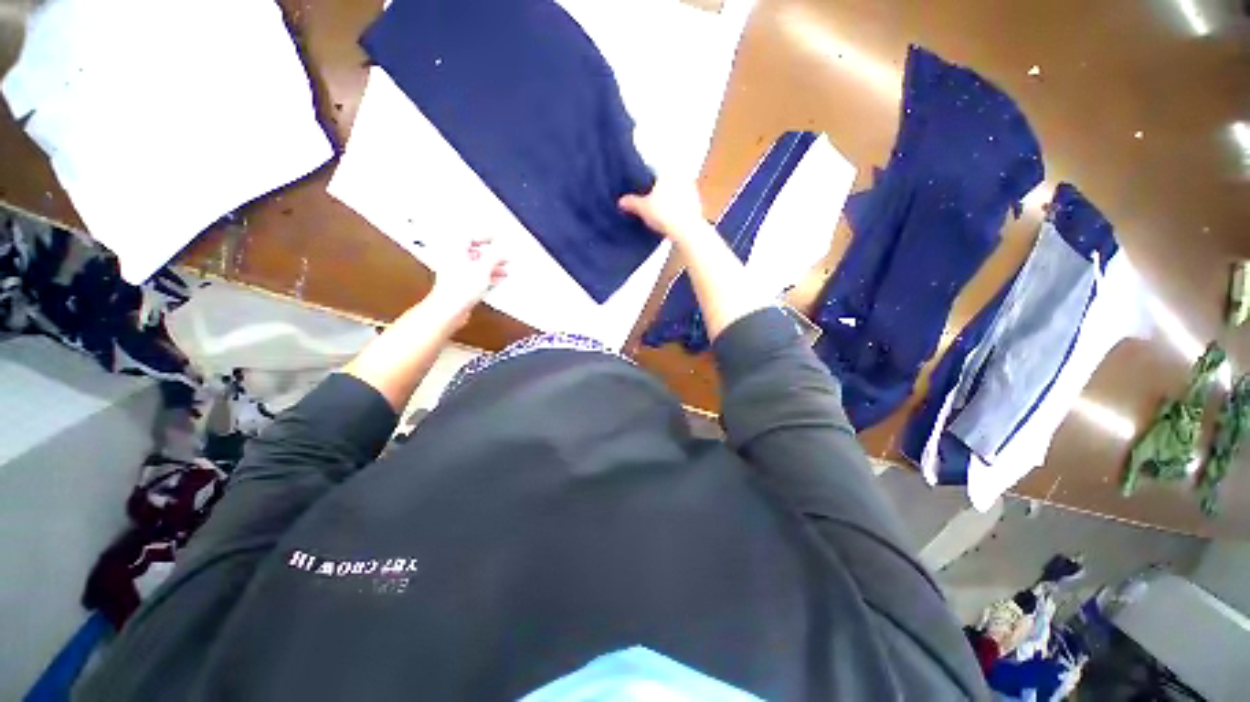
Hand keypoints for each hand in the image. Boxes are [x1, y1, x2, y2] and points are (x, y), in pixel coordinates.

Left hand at [427, 238, 507, 326]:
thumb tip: (500, 252)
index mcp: (455, 250)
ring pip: (475, 265)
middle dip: (490, 255)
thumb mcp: (483, 269)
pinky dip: (485, 276)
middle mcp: (453, 259)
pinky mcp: (458, 284)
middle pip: (473, 252)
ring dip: (490, 267)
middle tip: (502, 257)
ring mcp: (455, 272)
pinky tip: (496, 280)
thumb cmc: (460, 288)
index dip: (484, 236)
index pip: (470, 236)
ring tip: (504, 270)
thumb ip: (494, 258)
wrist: (449, 308)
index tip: (495, 237)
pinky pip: (474, 276)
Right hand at [618, 179, 710, 246]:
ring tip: (660, 211)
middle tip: (650, 201)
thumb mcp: (642, 208)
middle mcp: (681, 177)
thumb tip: (621, 201)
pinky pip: (684, 204)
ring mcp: (692, 191)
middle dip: (659, 190)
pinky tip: (671, 218)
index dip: (646, 180)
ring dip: (670, 199)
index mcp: (667, 172)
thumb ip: (631, 202)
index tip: (641, 189)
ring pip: (676, 192)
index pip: (653, 170)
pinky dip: (678, 209)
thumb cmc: (665, 215)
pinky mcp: (697, 204)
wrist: (686, 230)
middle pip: (666, 181)